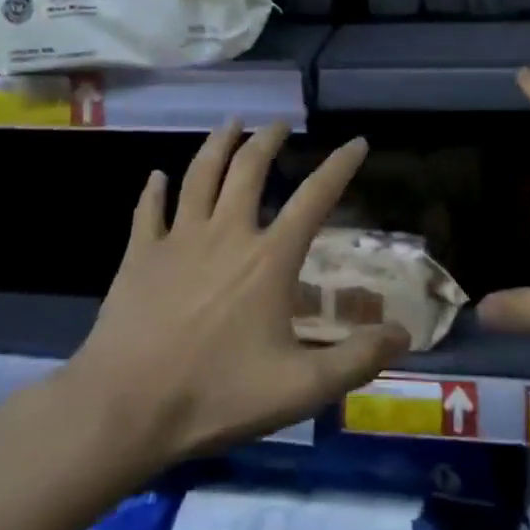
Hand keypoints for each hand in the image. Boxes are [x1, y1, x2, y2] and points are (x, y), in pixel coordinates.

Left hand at [70, 121, 410, 464]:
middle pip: (249, 170)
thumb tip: (403, 334)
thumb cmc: (216, 395)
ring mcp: (178, 239)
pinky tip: (156, 177)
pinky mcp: (140, 254)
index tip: (357, 142)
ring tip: (231, 123)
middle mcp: (226, 234)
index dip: (339, 167)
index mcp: (268, 259)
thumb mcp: (300, 388)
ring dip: (218, 145)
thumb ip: (356, 359)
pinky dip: (154, 190)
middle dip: (268, 141)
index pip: (314, 198)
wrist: (126, 406)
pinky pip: (148, 210)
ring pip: (200, 175)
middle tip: (280, 124)